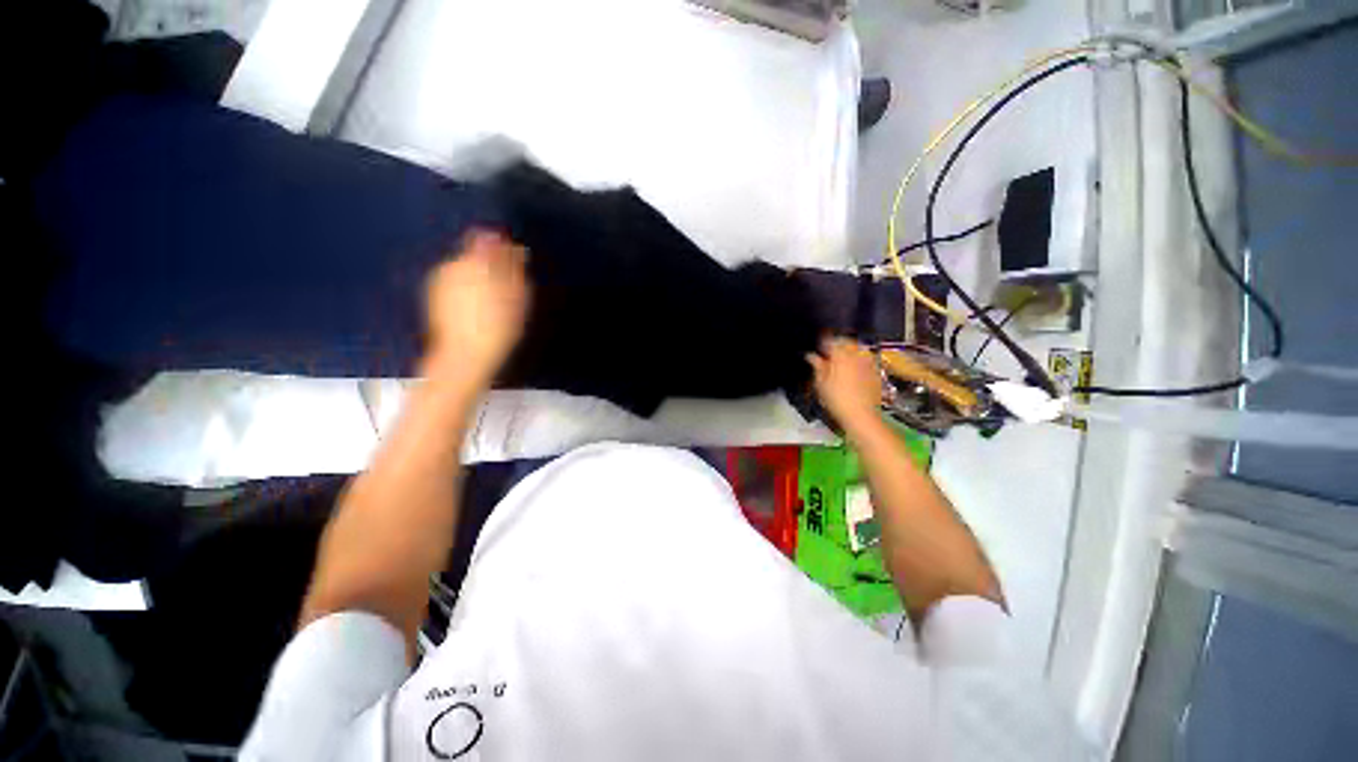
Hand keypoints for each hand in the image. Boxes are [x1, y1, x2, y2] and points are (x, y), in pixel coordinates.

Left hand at [424, 229, 530, 389]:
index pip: (488, 241)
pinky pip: (455, 286)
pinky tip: (476, 313)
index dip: (502, 252)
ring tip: (493, 307)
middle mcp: (452, 265)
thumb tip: (512, 245)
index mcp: (474, 261)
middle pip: (475, 256)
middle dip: (491, 269)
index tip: (514, 268)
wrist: (465, 355)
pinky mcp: (433, 297)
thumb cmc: (499, 326)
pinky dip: (466, 294)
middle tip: (507, 294)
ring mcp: (439, 281)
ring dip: (479, 282)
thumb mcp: (517, 296)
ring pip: (464, 272)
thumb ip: (513, 267)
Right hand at [806, 338, 882, 430]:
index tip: (818, 349)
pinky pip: (866, 360)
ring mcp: (868, 362)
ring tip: (841, 361)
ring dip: (849, 351)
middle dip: (837, 345)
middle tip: (828, 355)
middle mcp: (856, 355)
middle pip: (846, 342)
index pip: (830, 340)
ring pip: (858, 349)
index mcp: (840, 355)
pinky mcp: (876, 372)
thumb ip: (817, 366)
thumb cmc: (836, 400)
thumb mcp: (820, 384)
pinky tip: (853, 371)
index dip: (822, 343)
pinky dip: (858, 361)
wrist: (861, 415)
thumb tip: (811, 356)